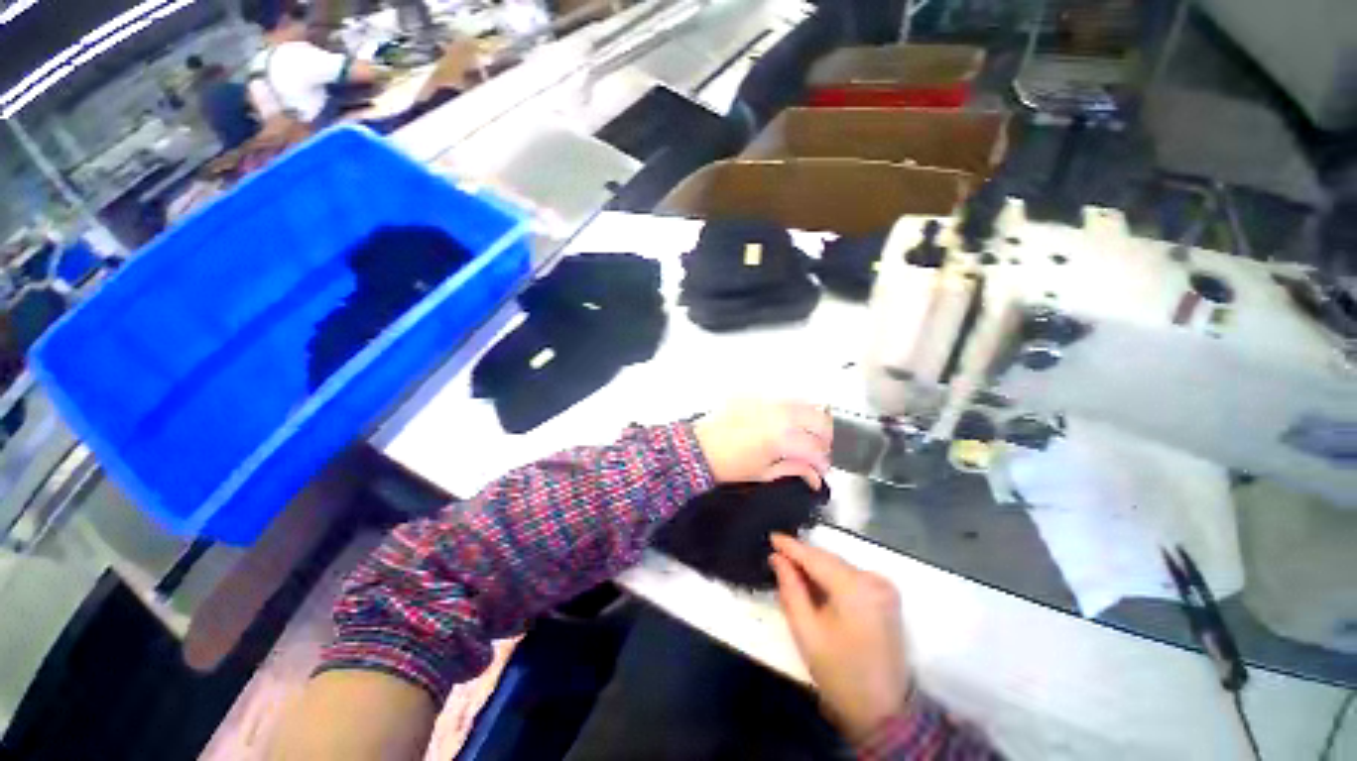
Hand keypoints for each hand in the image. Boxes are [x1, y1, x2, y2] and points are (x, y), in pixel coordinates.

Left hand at [693, 400, 831, 489]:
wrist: (699, 447)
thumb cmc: (725, 463)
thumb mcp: (764, 473)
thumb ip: (794, 470)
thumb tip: (814, 477)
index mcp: (780, 438)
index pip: (816, 448)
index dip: (823, 462)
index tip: (821, 468)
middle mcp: (777, 414)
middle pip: (820, 420)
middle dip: (825, 438)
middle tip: (818, 450)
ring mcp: (767, 400)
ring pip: (806, 402)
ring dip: (812, 419)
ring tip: (806, 433)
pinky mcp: (757, 393)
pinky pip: (783, 396)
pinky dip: (792, 408)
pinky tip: (786, 420)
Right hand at [769, 533, 910, 742]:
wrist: (884, 711)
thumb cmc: (839, 673)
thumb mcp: (806, 632)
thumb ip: (790, 589)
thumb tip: (778, 559)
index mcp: (854, 588)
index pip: (815, 557)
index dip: (791, 546)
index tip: (771, 536)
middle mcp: (873, 579)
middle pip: (829, 559)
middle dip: (802, 557)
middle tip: (777, 557)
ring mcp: (884, 587)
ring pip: (839, 566)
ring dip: (816, 567)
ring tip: (791, 568)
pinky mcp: (887, 596)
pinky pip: (851, 576)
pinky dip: (831, 576)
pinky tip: (815, 582)